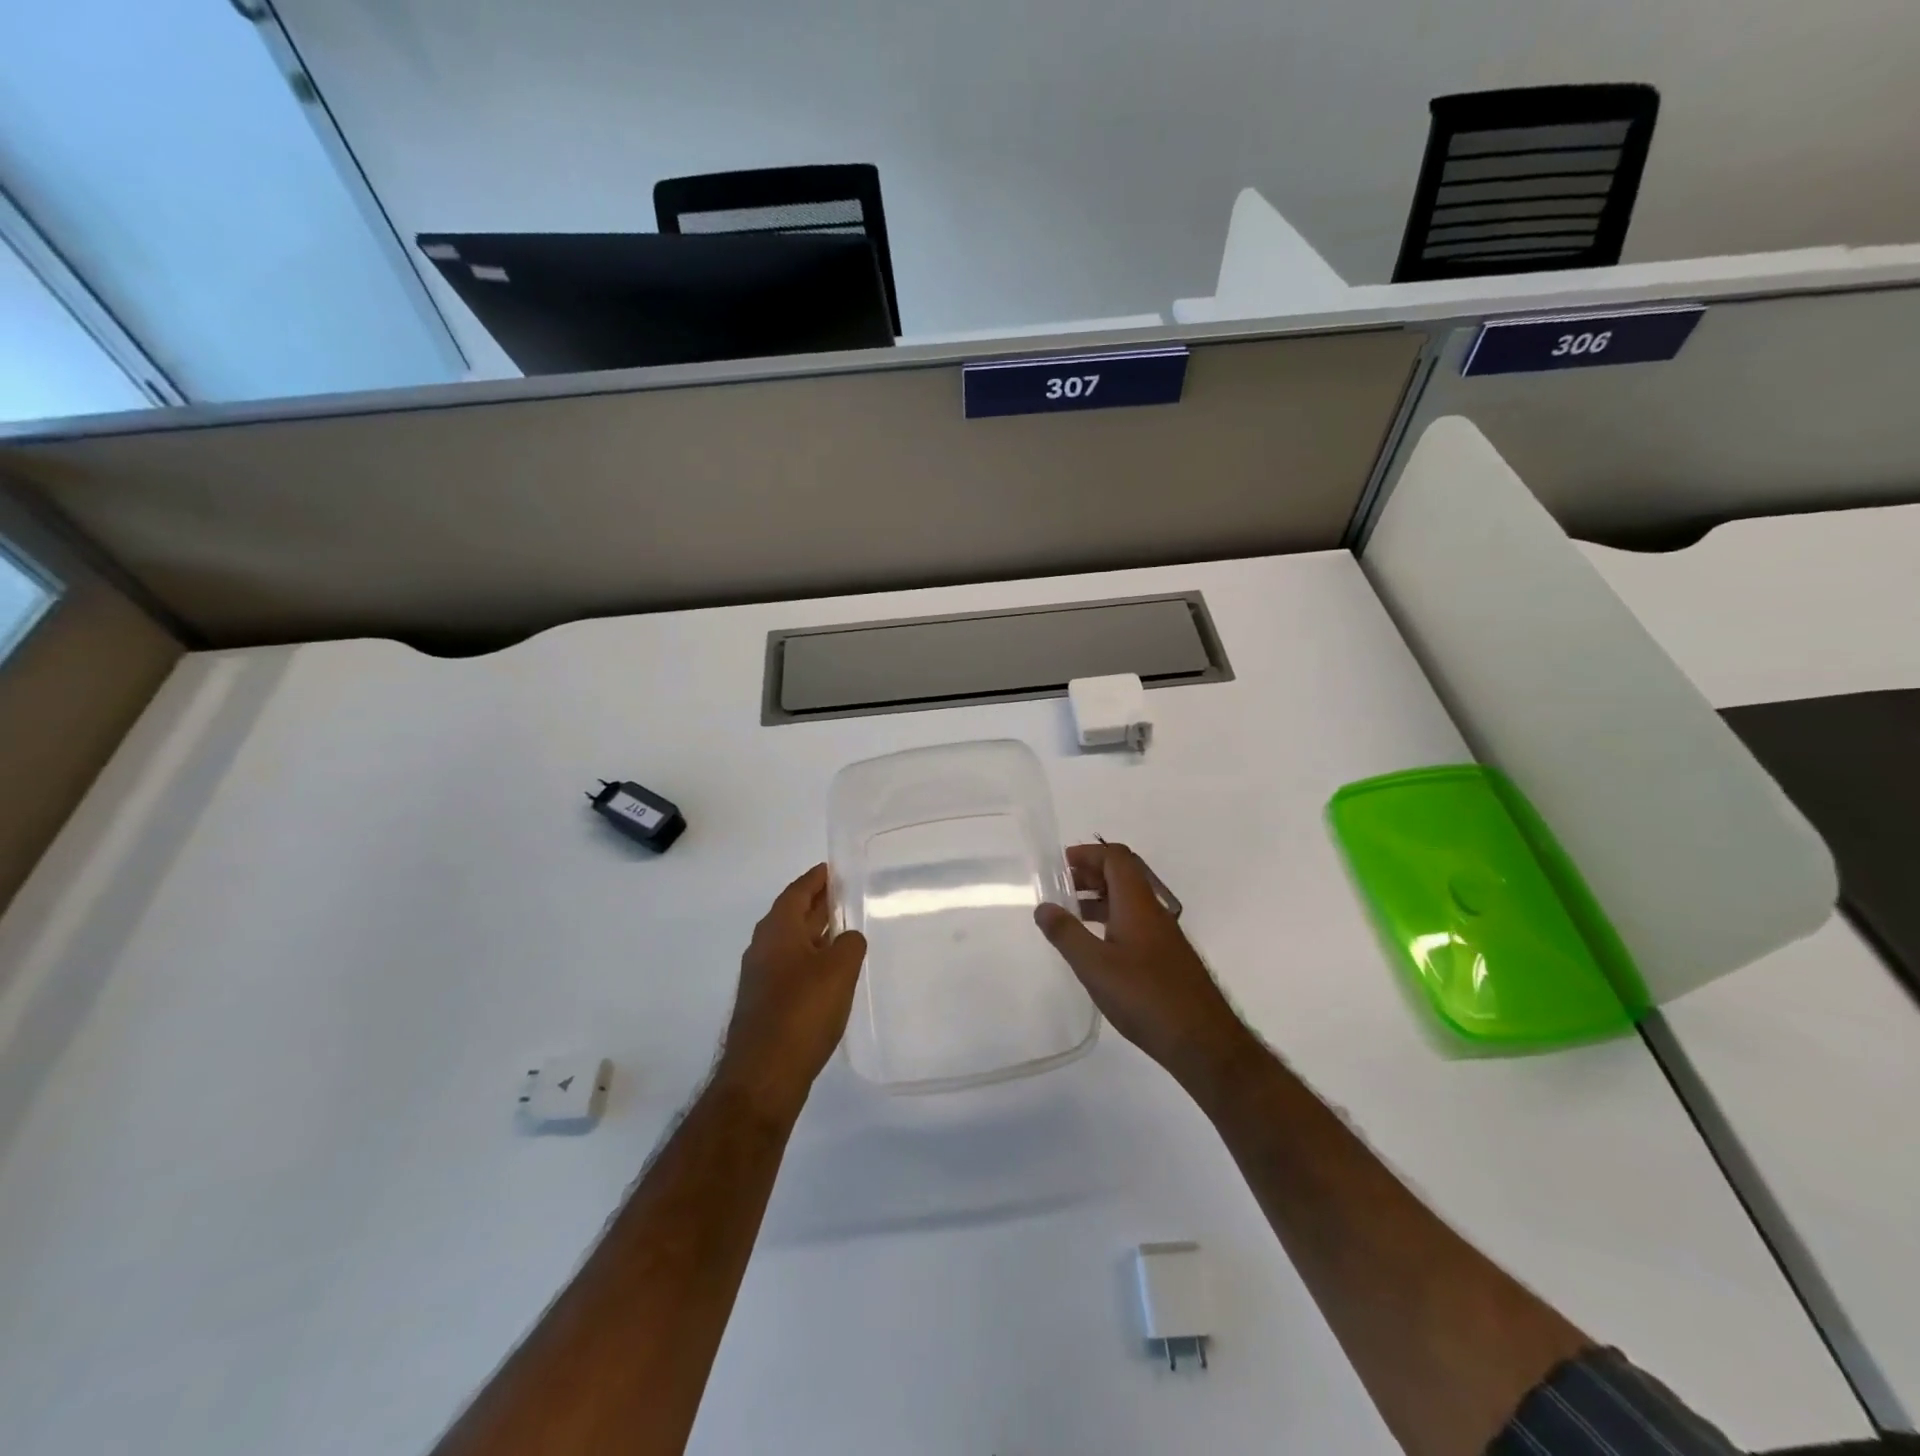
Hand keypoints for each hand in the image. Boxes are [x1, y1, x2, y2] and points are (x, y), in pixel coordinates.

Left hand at [716, 864, 867, 1118]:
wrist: (763, 1075)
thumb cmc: (802, 1011)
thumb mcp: (839, 969)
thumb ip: (850, 944)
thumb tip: (848, 939)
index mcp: (778, 930)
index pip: (797, 892)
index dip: (816, 879)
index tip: (833, 868)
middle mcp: (763, 947)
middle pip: (792, 915)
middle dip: (816, 904)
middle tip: (843, 894)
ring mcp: (760, 978)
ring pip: (791, 943)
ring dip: (814, 933)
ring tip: (842, 930)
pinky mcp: (765, 1004)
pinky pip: (790, 967)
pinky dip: (810, 959)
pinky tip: (829, 972)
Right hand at [1035, 843, 1258, 1093]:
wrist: (1202, 1041)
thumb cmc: (1145, 997)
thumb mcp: (1095, 966)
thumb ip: (1066, 934)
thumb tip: (1043, 906)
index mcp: (1137, 903)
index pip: (1115, 858)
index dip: (1087, 854)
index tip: (1059, 865)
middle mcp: (1153, 911)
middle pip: (1122, 875)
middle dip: (1090, 873)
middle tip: (1059, 888)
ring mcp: (1163, 935)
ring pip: (1128, 900)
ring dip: (1099, 898)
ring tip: (1069, 915)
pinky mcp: (1166, 957)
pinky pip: (1135, 922)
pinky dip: (1111, 920)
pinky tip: (1096, 946)